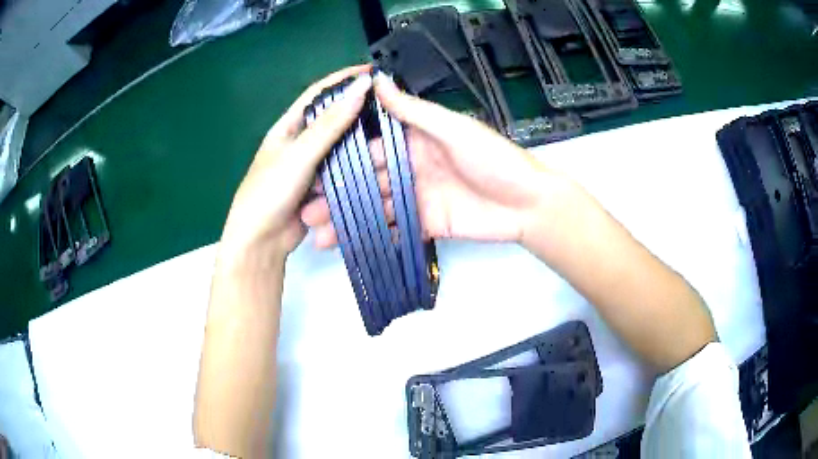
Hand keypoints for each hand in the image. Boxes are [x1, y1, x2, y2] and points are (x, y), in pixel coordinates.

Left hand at [218, 65, 371, 265]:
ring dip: (360, 143)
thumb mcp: (299, 154)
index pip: (318, 94)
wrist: (261, 242)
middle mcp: (300, 142)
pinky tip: (376, 166)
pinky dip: (356, 168)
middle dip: (357, 111)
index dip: (343, 80)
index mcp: (288, 127)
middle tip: (388, 105)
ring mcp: (310, 166)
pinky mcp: (320, 187)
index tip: (371, 72)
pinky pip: (342, 171)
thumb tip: (360, 88)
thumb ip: (330, 124)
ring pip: (341, 147)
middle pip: (332, 119)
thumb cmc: (270, 191)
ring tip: (389, 136)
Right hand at [301, 73, 563, 246]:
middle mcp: (411, 167)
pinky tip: (347, 245)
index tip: (312, 168)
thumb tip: (378, 80)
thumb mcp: (452, 128)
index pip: (371, 145)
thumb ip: (413, 111)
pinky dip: (372, 236)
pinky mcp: (426, 224)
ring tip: (317, 234)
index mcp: (415, 140)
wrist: (527, 204)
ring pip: (376, 207)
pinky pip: (394, 229)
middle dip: (337, 194)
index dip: (342, 157)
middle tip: (305, 210)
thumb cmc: (493, 158)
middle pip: (368, 180)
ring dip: (348, 219)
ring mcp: (417, 198)